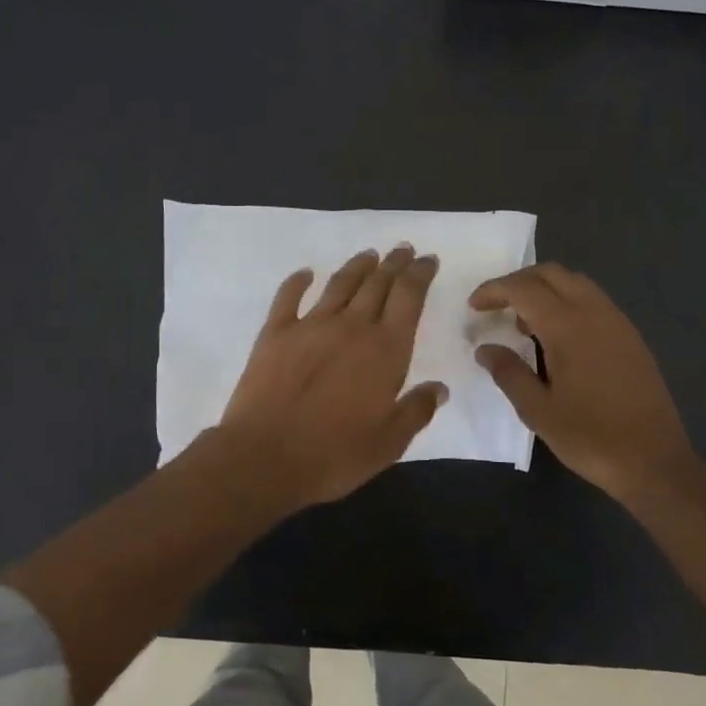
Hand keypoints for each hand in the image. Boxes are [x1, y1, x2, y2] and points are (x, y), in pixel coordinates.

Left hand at [219, 244, 446, 510]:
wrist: (265, 456)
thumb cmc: (334, 454)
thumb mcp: (389, 442)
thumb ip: (416, 410)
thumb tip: (439, 388)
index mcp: (385, 350)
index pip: (409, 298)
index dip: (420, 275)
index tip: (427, 259)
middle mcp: (351, 327)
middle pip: (377, 284)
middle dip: (394, 264)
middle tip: (403, 250)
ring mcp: (310, 326)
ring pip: (340, 285)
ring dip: (357, 267)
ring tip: (369, 255)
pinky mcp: (275, 333)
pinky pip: (288, 297)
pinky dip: (298, 281)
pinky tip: (305, 273)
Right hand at [470, 263, 697, 502]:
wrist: (655, 460)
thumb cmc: (591, 437)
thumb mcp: (538, 411)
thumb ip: (508, 373)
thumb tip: (485, 349)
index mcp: (568, 327)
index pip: (523, 289)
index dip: (494, 290)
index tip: (473, 306)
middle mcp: (595, 313)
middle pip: (552, 274)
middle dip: (518, 281)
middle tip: (495, 305)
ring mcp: (618, 323)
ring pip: (575, 283)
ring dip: (544, 290)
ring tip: (523, 323)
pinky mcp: (631, 338)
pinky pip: (593, 301)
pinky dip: (567, 303)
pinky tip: (557, 338)